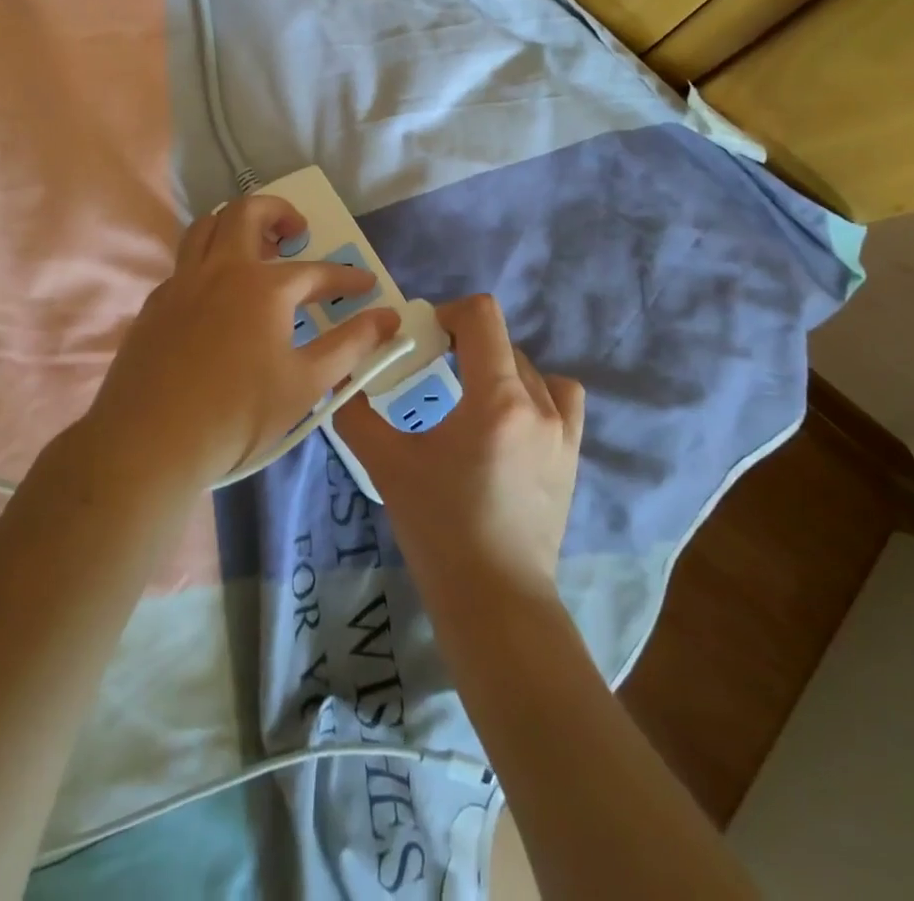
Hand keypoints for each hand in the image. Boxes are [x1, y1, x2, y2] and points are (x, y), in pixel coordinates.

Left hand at [83, 194, 401, 487]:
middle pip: (247, 213)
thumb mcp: (306, 383)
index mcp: (263, 287)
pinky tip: (216, 293)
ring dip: (234, 224)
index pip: (317, 272)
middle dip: (278, 212)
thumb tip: (388, 319)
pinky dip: (206, 261)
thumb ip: (351, 345)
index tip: (367, 285)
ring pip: (205, 227)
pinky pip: (184, 263)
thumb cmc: (238, 414)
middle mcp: (221, 270)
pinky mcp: (155, 304)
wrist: (150, 441)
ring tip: (255, 247)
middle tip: (296, 231)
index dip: (347, 277)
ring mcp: (182, 283)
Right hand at [335, 294, 583, 609]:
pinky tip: (509, 423)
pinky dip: (535, 395)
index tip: (424, 338)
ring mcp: (562, 432)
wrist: (494, 599)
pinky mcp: (572, 457)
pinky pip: (561, 402)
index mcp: (496, 398)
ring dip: (500, 368)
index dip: (449, 313)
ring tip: (473, 396)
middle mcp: (538, 404)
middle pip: (503, 341)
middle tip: (433, 370)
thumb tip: (341, 384)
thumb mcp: (387, 466)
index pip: (483, 316)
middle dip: (465, 344)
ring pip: (532, 370)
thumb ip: (357, 416)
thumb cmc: (439, 529)